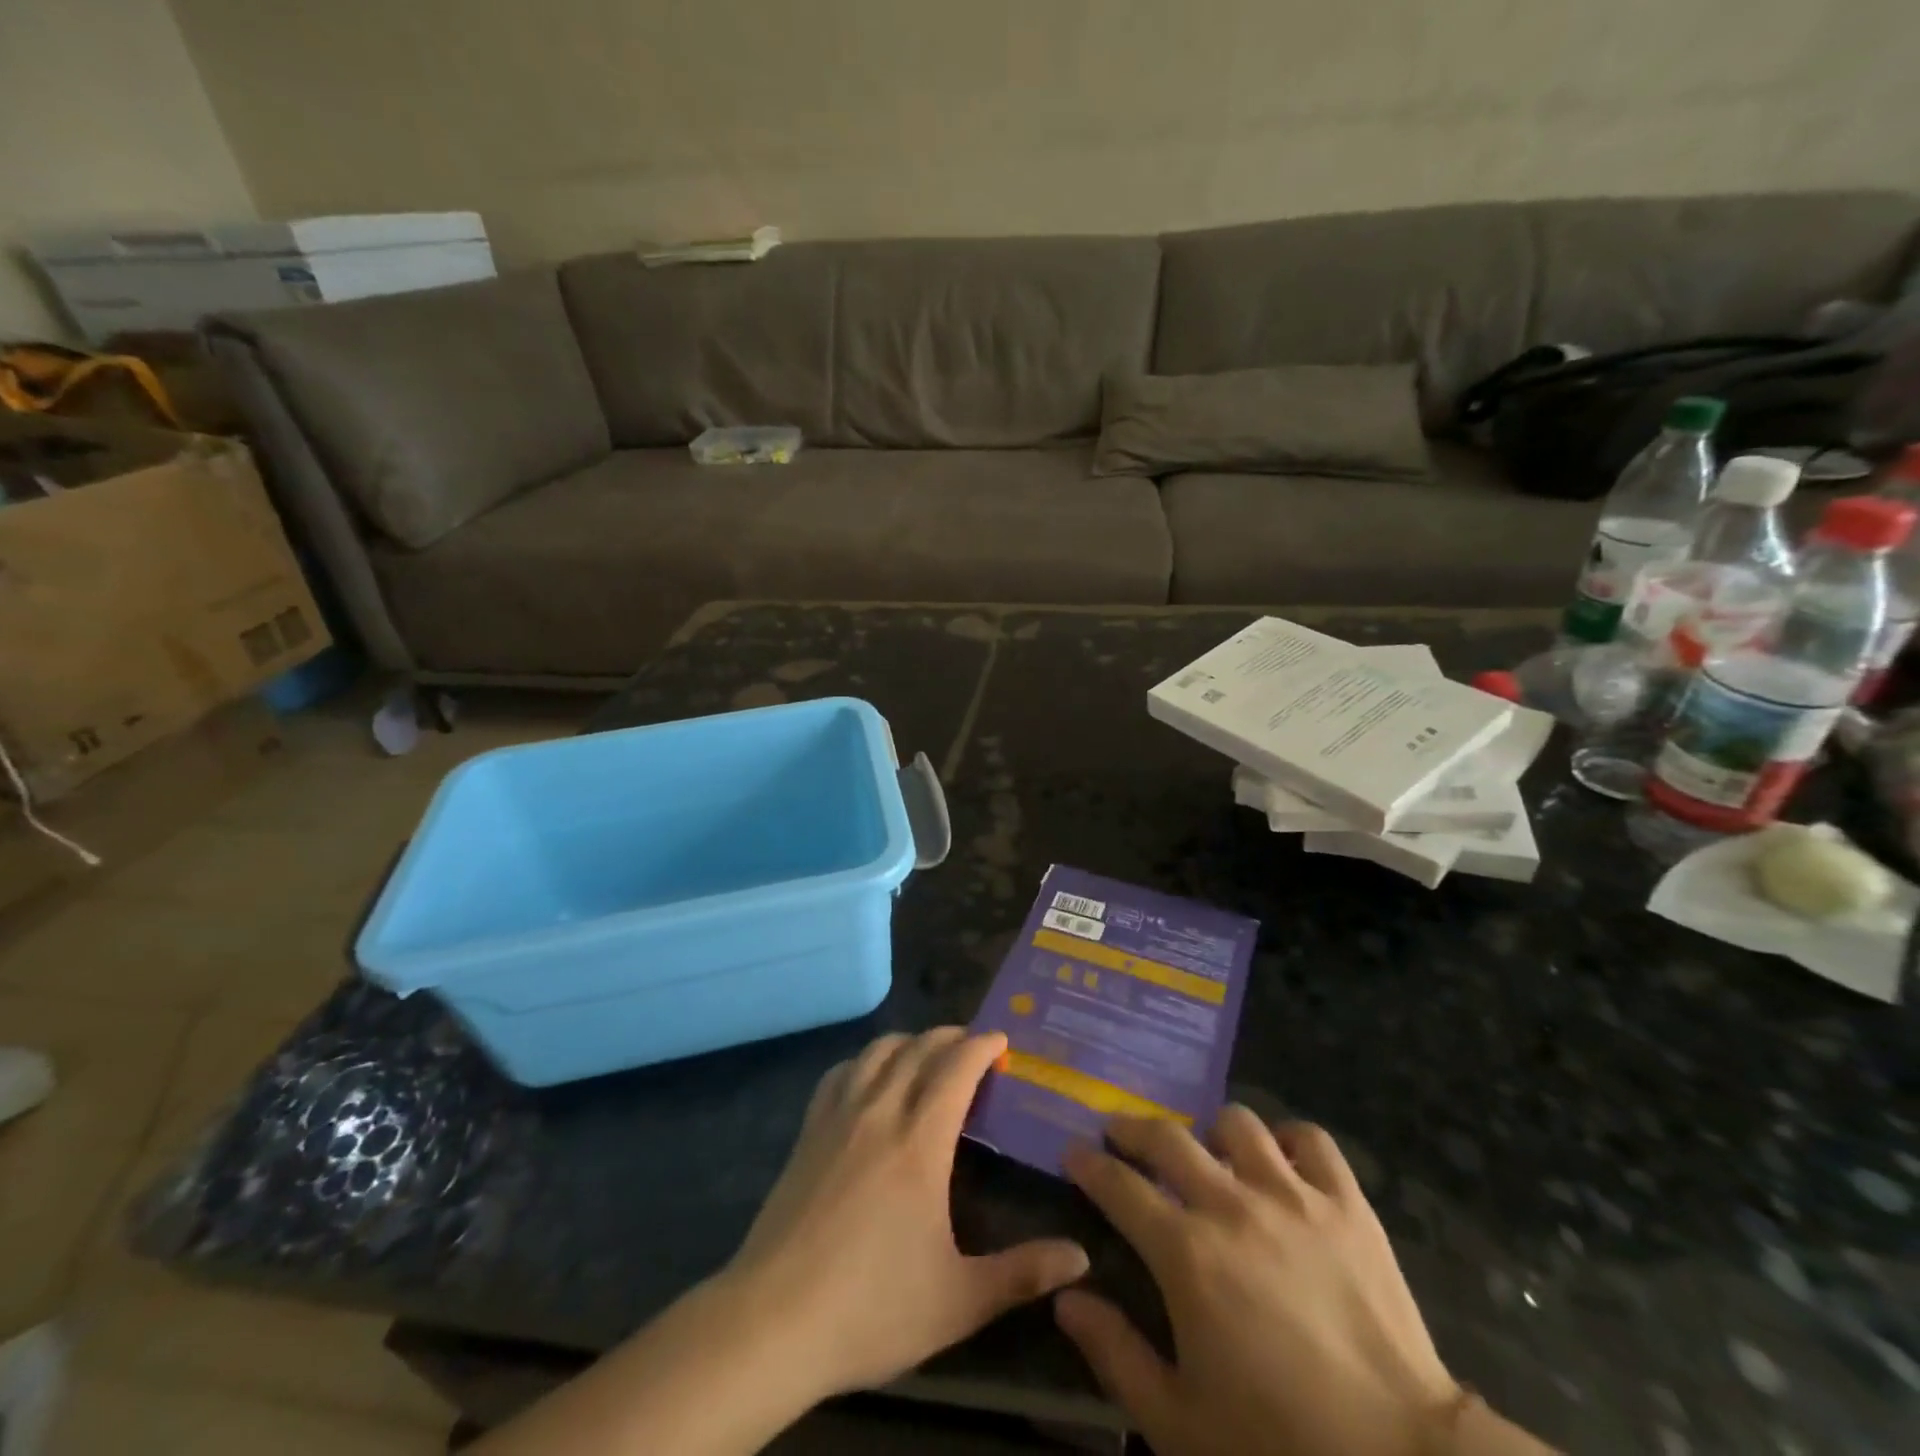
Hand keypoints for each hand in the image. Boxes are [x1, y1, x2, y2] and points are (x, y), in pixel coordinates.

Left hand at [720, 1028, 1089, 1399]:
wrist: (772, 1322)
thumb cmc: (871, 1308)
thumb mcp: (958, 1301)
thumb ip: (1022, 1274)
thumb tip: (1081, 1258)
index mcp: (920, 1141)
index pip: (956, 1068)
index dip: (982, 1046)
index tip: (1002, 1040)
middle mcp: (880, 1112)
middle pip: (918, 1048)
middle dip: (951, 1036)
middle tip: (974, 1045)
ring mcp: (838, 1117)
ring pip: (877, 1052)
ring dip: (909, 1041)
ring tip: (927, 1054)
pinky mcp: (808, 1132)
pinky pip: (840, 1073)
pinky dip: (865, 1061)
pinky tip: (869, 1078)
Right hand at [1056, 1111, 1462, 1455]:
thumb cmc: (1280, 1446)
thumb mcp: (1178, 1421)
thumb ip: (1115, 1353)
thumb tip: (1066, 1299)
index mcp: (1186, 1253)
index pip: (1119, 1185)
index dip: (1089, 1164)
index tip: (1073, 1152)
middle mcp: (1232, 1205)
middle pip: (1168, 1138)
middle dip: (1132, 1128)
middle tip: (1120, 1134)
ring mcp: (1293, 1196)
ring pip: (1237, 1125)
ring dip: (1211, 1132)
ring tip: (1208, 1151)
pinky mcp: (1347, 1204)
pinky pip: (1312, 1140)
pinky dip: (1289, 1141)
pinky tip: (1281, 1161)